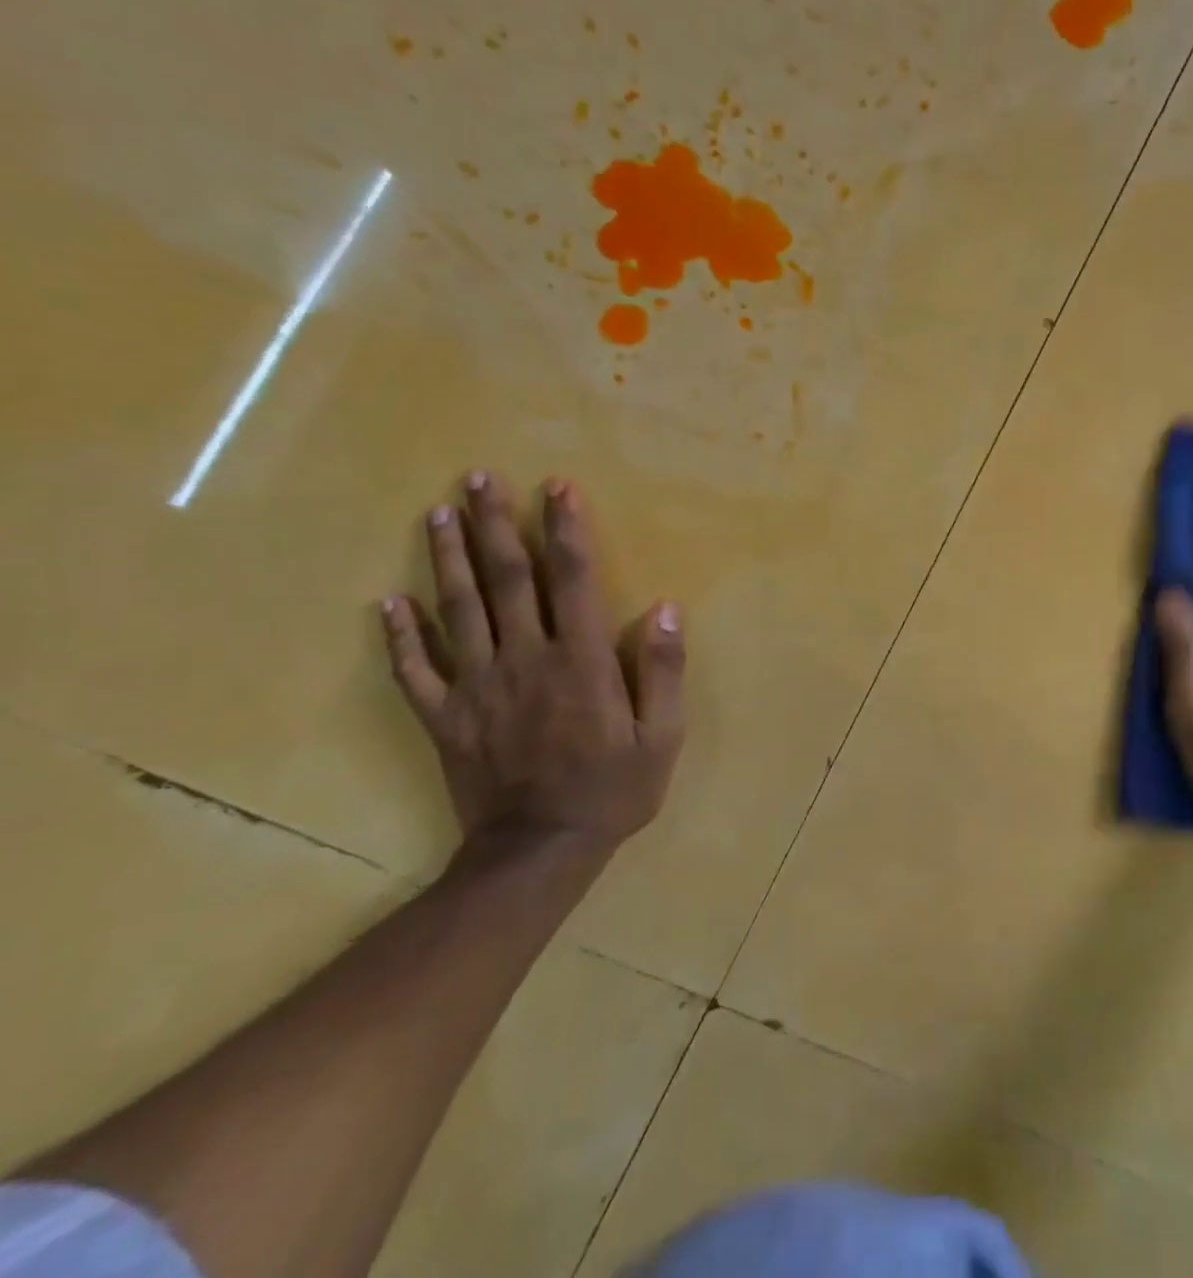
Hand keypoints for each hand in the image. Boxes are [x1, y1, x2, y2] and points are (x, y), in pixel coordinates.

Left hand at [381, 472, 685, 862]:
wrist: (539, 852)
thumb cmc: (612, 790)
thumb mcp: (661, 736)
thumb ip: (663, 671)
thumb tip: (667, 608)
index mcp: (580, 661)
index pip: (572, 580)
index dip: (566, 530)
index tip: (557, 488)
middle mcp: (525, 660)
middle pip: (506, 580)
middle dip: (495, 525)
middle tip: (480, 478)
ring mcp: (477, 687)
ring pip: (458, 610)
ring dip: (447, 558)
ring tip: (439, 513)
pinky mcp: (445, 717)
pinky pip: (416, 670)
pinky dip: (400, 634)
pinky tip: (388, 601)